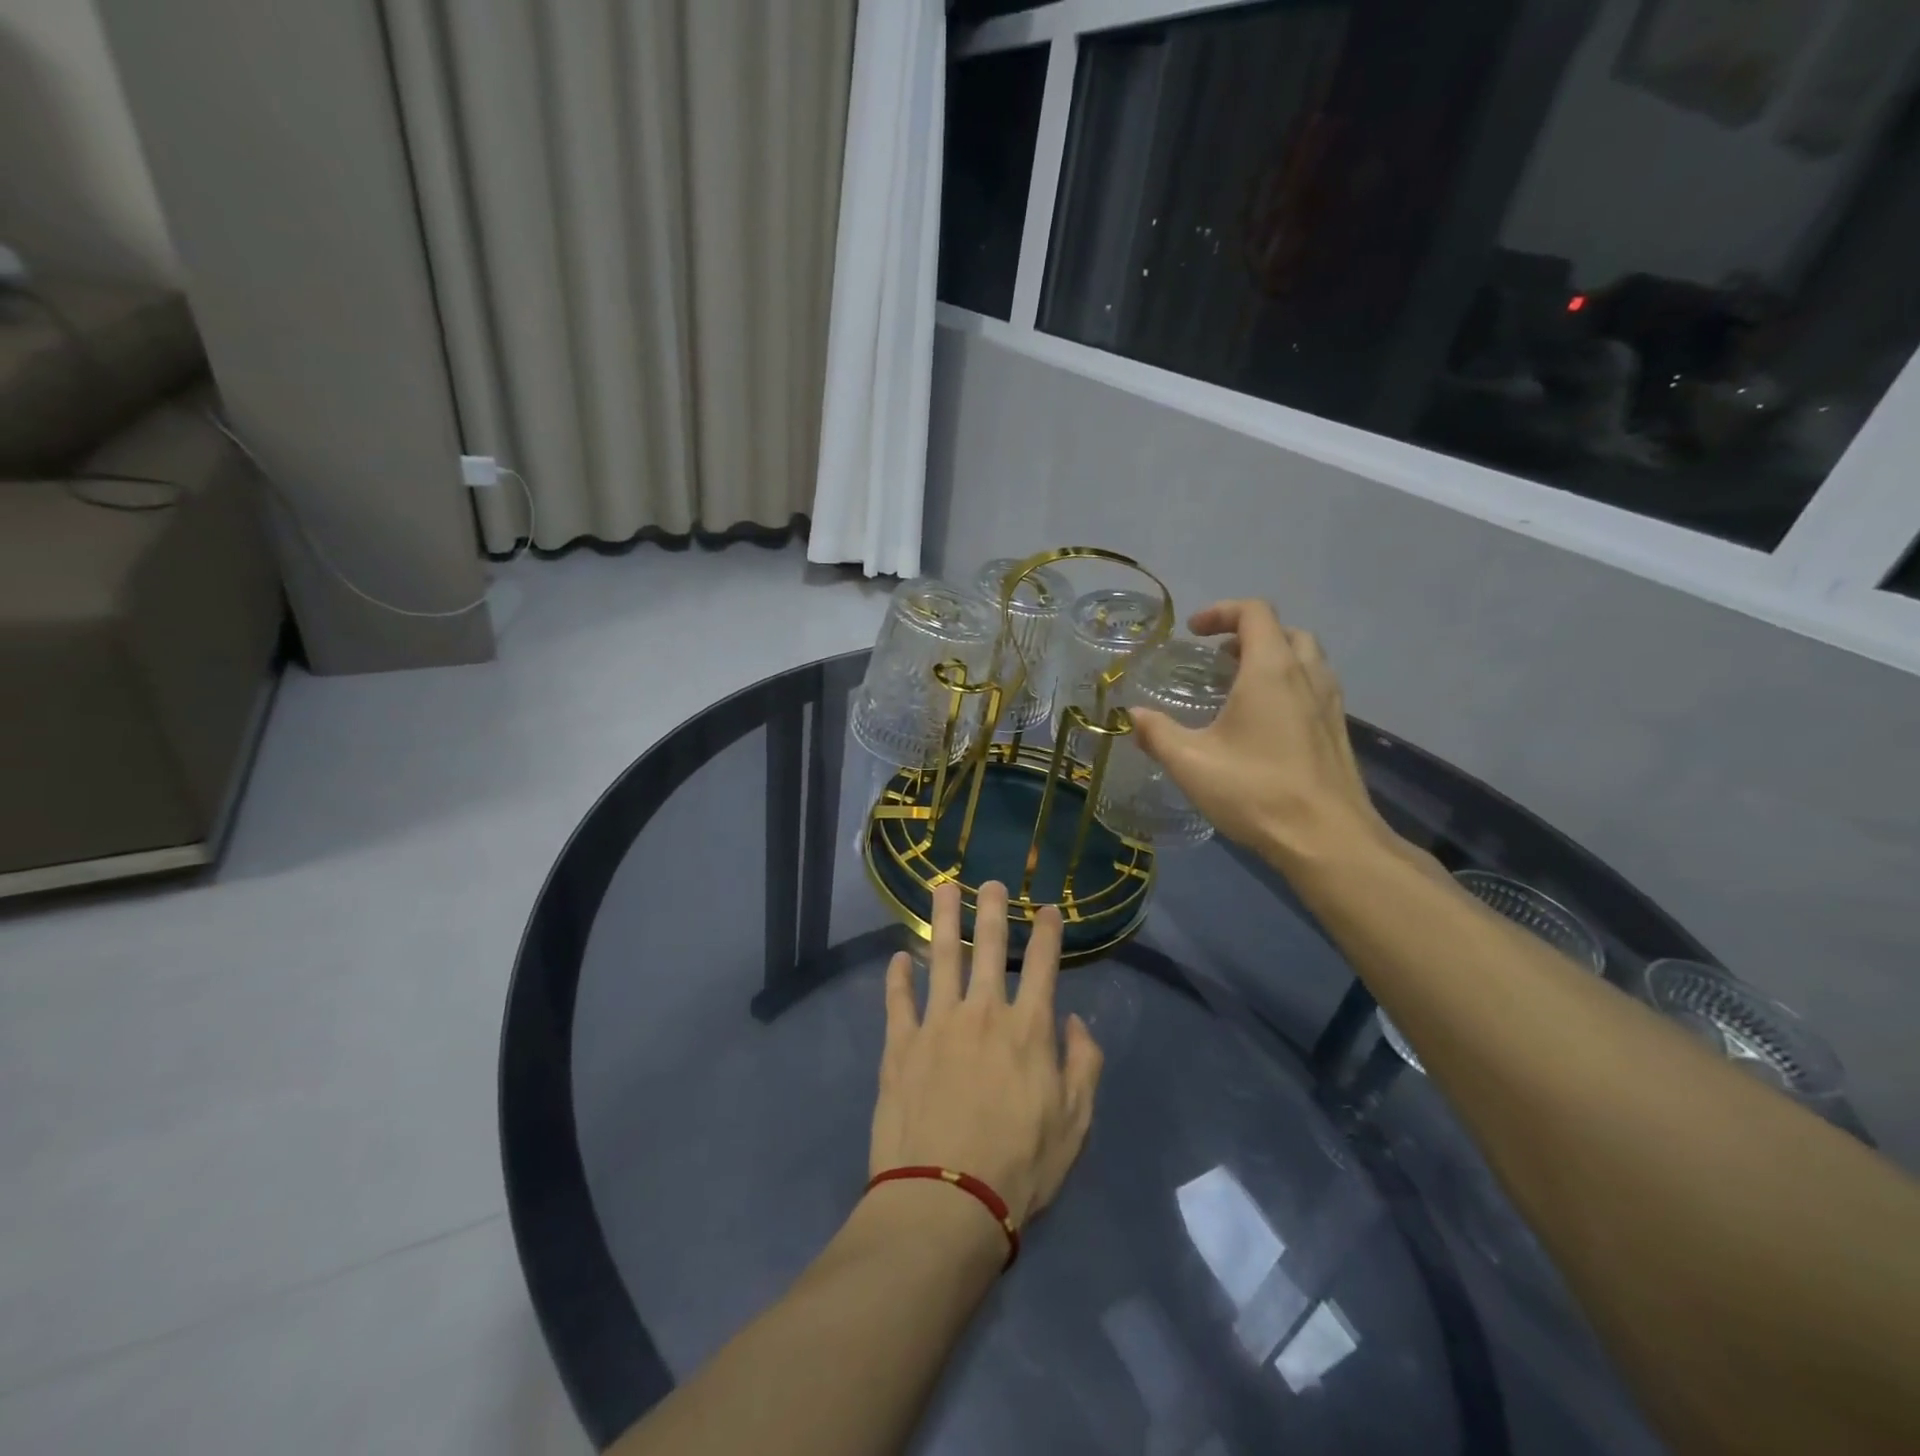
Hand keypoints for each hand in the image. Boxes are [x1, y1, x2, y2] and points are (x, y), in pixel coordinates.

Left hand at [869, 881, 1102, 1229]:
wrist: (947, 1200)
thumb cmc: (1021, 1166)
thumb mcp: (1075, 1123)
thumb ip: (1083, 1065)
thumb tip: (1075, 1022)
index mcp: (1028, 1029)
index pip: (1042, 965)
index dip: (1047, 932)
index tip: (1047, 908)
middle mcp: (983, 1013)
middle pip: (989, 947)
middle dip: (992, 909)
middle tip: (990, 881)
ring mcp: (937, 1024)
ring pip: (942, 957)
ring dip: (943, 919)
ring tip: (943, 888)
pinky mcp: (900, 1045)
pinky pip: (898, 1000)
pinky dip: (897, 977)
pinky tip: (898, 958)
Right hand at [1128, 600, 1395, 874]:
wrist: (1327, 839)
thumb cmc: (1256, 791)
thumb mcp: (1191, 763)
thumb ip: (1157, 733)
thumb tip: (1131, 715)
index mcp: (1271, 671)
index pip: (1254, 613)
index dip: (1221, 612)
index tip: (1193, 633)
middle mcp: (1306, 676)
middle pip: (1284, 631)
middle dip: (1247, 634)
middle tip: (1217, 659)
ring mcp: (1329, 704)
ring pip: (1305, 658)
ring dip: (1272, 658)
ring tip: (1239, 687)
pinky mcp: (1337, 731)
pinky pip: (1314, 687)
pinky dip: (1288, 685)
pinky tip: (1264, 723)